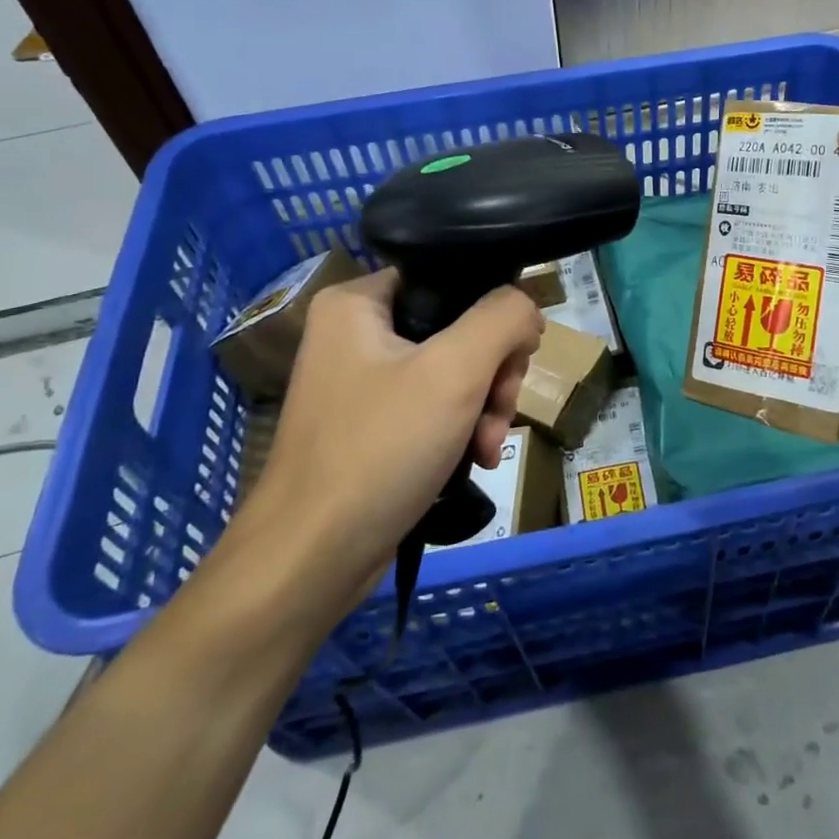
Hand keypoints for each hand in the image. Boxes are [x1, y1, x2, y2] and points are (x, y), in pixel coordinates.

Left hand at [245, 269, 543, 589]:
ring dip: (485, 408)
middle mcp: (355, 333)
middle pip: (458, 328)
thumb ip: (502, 319)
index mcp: (357, 302)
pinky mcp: (372, 426)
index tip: (518, 356)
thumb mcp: (454, 371)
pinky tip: (475, 460)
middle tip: (499, 411)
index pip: (450, 279)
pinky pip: (434, 407)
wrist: (313, 559)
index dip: (494, 312)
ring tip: (487, 446)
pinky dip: (461, 430)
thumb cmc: (380, 449)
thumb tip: (526, 308)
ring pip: (453, 372)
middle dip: (493, 374)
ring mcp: (363, 383)